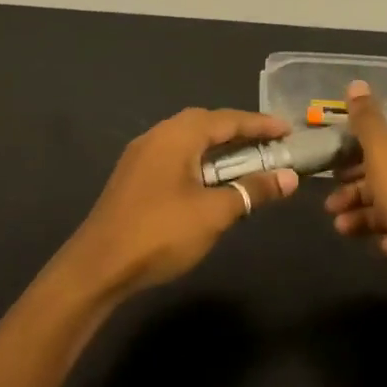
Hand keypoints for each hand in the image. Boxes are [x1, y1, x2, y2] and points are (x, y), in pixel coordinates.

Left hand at [64, 108, 298, 300]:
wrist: (98, 267)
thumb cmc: (160, 233)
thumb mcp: (214, 213)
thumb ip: (252, 190)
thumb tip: (289, 177)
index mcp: (177, 135)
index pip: (227, 120)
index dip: (260, 124)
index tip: (289, 130)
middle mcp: (157, 136)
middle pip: (206, 123)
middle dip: (240, 131)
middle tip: (270, 143)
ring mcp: (141, 156)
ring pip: (189, 140)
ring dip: (220, 147)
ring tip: (247, 160)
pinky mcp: (134, 177)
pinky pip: (176, 156)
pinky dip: (201, 161)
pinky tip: (212, 180)